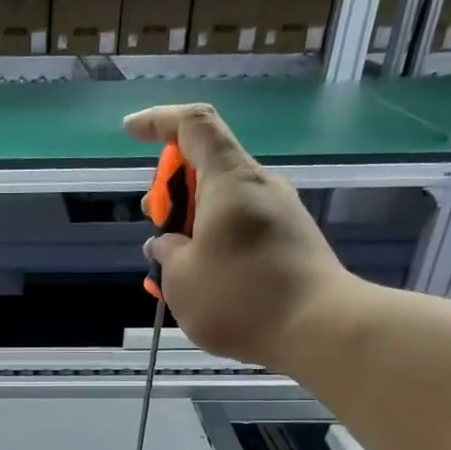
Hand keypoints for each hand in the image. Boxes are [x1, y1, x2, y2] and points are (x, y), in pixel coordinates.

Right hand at [124, 103, 356, 370]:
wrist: (320, 329)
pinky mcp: (290, 242)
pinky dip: (213, 242)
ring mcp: (280, 214)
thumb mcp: (181, 278)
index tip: (130, 133)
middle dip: (171, 188)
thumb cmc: (240, 297)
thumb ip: (167, 252)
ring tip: (170, 262)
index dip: (158, 121)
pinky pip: (241, 228)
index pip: (193, 125)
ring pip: (223, 202)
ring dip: (190, 222)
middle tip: (153, 220)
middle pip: (207, 166)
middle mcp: (259, 187)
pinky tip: (200, 280)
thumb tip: (167, 243)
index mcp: (229, 180)